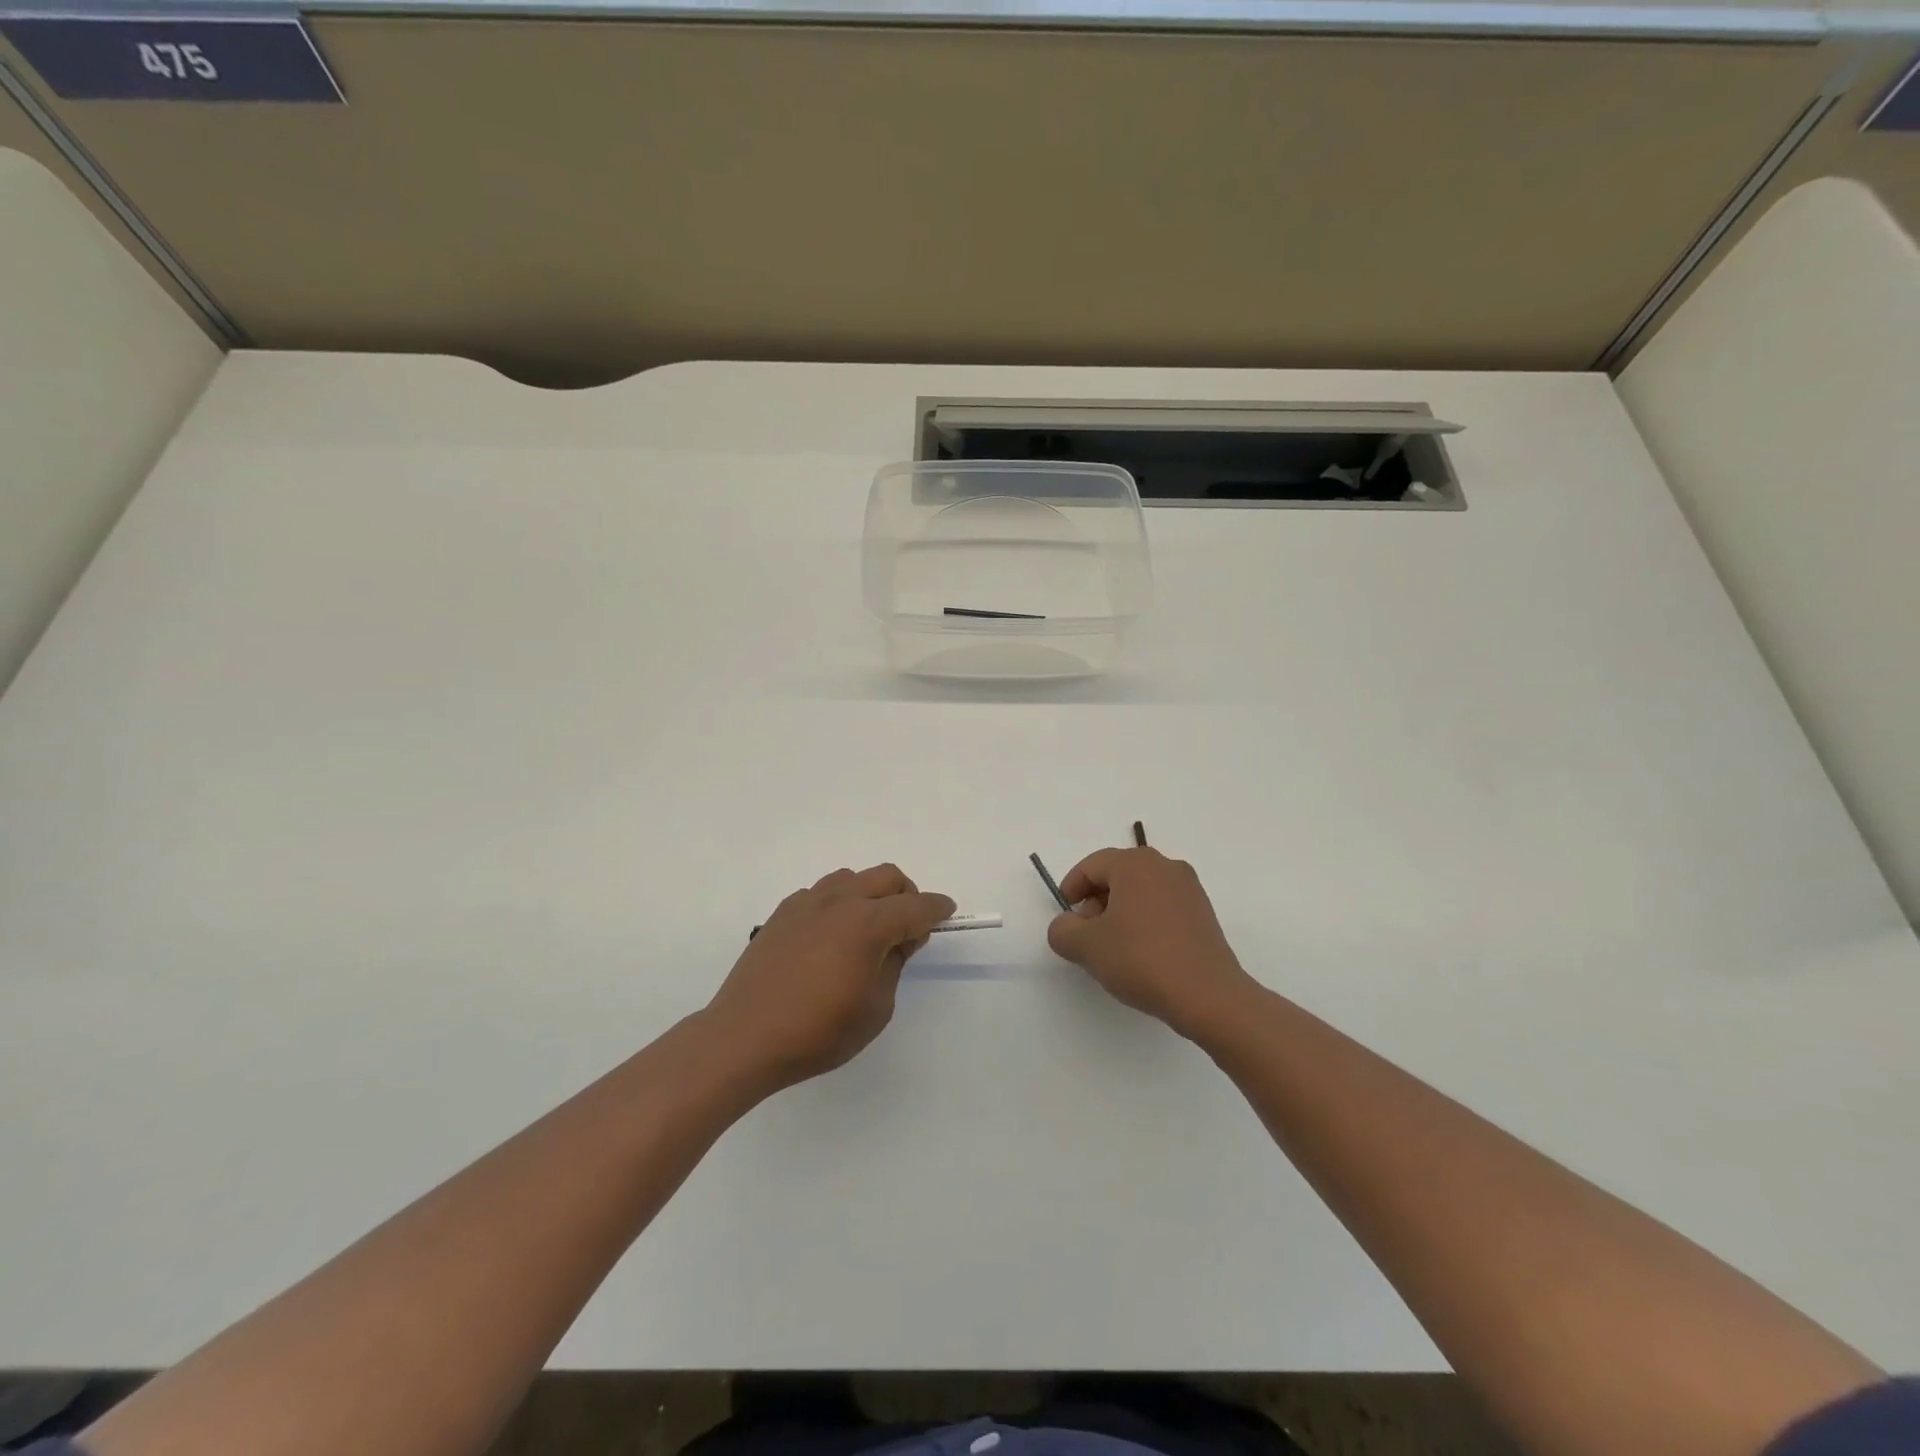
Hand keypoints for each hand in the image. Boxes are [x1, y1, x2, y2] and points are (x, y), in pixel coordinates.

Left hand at [704, 864, 954, 1090]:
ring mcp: (807, 902)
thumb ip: (894, 964)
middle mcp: (840, 901)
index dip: (937, 908)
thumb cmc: (817, 1031)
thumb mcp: (875, 1008)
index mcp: (868, 923)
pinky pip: (822, 893)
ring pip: (852, 878)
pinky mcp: (783, 913)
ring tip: (868, 929)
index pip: (915, 906)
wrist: (744, 1037)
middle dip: (907, 894)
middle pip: (886, 877)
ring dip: (871, 894)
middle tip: (909, 926)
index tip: (948, 912)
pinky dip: (839, 903)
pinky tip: (831, 936)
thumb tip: (900, 938)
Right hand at [1046, 847, 1257, 1041]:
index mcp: (1135, 863)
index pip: (1091, 866)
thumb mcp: (1086, 946)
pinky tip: (1140, 956)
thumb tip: (1067, 926)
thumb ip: (1062, 930)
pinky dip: (1144, 923)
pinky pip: (1162, 909)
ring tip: (1112, 950)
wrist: (1207, 995)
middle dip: (1095, 903)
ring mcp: (1189, 890)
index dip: (1071, 889)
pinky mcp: (1203, 915)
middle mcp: (1165, 866)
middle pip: (1117, 876)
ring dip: (1119, 915)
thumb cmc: (1141, 959)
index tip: (1065, 918)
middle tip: (1086, 936)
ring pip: (1140, 893)